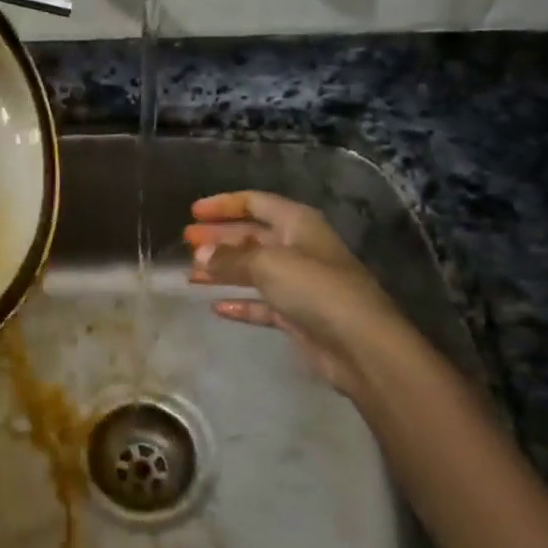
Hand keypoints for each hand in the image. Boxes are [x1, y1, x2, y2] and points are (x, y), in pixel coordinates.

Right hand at [183, 190, 408, 402]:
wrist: (360, 345)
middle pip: (252, 236)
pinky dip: (240, 303)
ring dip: (223, 270)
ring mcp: (299, 283)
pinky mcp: (298, 315)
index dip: (224, 205)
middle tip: (186, 242)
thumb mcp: (267, 265)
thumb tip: (198, 256)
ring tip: (191, 273)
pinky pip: (261, 303)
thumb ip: (229, 258)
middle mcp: (299, 248)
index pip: (255, 202)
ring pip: (253, 270)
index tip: (193, 212)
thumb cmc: (315, 289)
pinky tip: (215, 307)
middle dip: (219, 238)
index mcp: (298, 223)